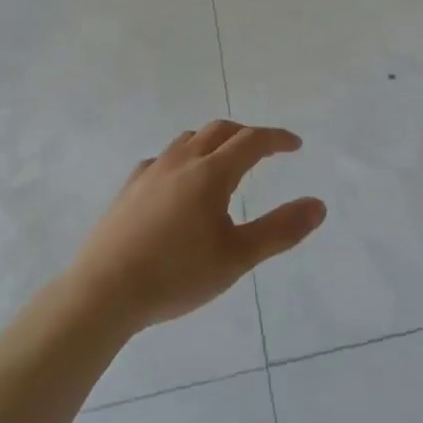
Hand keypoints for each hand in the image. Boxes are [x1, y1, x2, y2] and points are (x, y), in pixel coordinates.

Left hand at [66, 120, 326, 334]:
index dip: (277, 139)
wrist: (103, 291)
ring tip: (223, 162)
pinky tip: (178, 183)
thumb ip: (280, 230)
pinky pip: (163, 159)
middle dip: (246, 134)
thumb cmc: (176, 275)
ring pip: (188, 140)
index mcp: (211, 173)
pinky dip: (182, 159)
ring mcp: (151, 171)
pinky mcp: (129, 188)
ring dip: (213, 141)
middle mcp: (182, 161)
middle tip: (264, 150)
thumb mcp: (237, 258)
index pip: (252, 141)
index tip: (295, 144)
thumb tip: (319, 205)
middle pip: (219, 131)